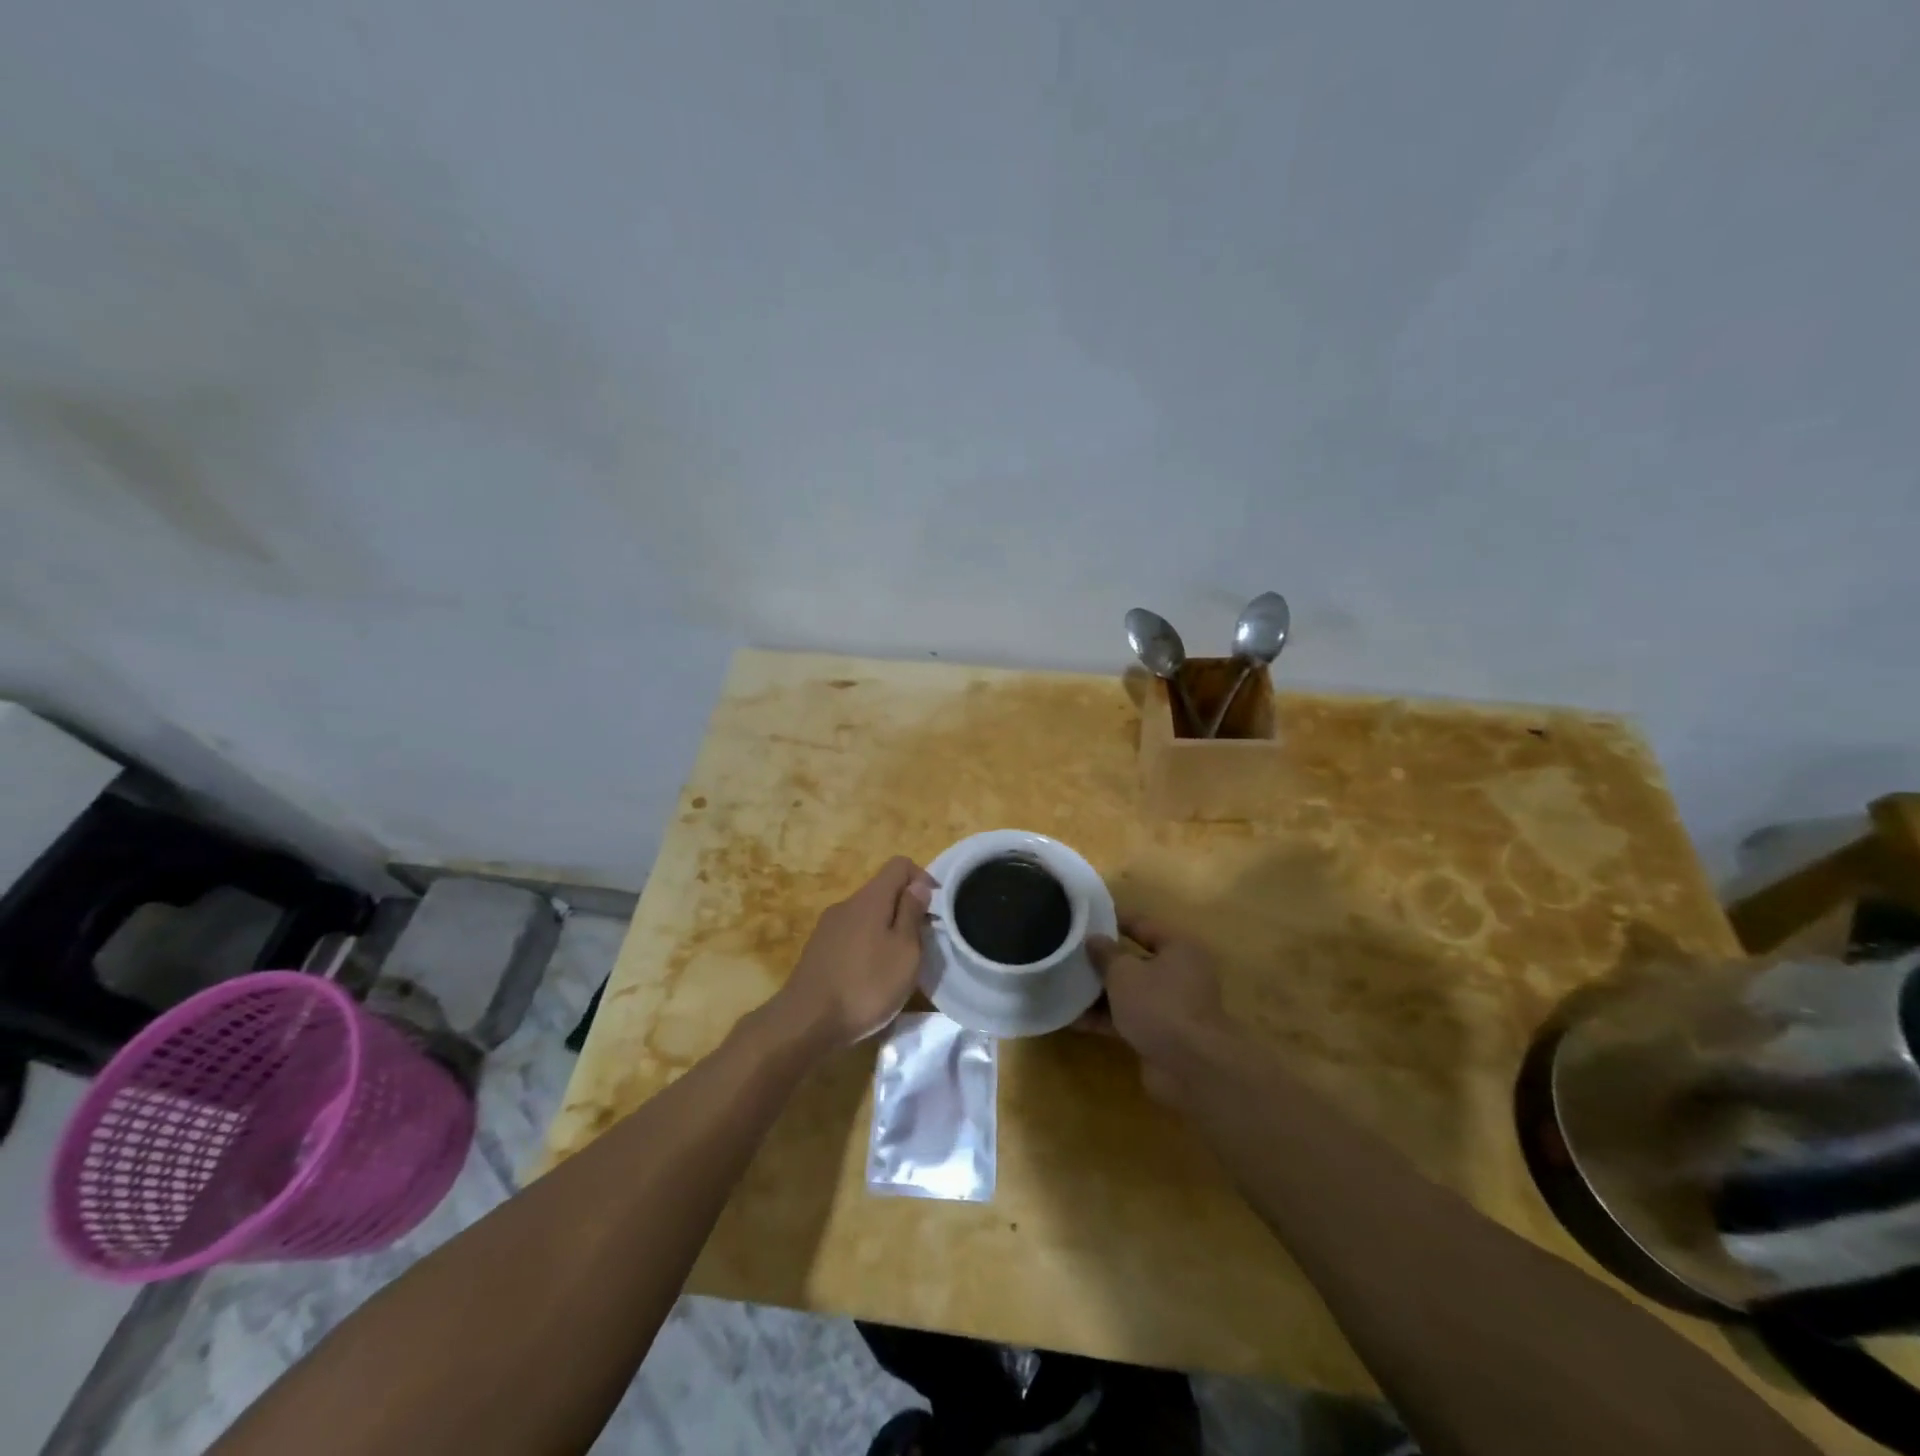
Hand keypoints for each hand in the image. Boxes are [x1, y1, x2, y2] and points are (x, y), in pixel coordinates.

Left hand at [768, 856, 935, 1051]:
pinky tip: (869, 978)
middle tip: (920, 944)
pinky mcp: (817, 950)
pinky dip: (867, 947)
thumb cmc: (866, 985)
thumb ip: (912, 913)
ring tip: (897, 965)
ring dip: (886, 931)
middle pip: (882, 891)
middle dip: (905, 910)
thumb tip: (918, 885)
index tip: (935, 910)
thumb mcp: (904, 951)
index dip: (922, 879)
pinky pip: (851, 936)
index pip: (899, 865)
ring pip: (867, 916)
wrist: (805, 1023)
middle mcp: (846, 904)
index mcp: (870, 898)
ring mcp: (827, 927)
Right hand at [1084, 916, 1237, 1102]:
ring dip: (1100, 993)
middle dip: (1103, 961)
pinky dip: (1105, 1018)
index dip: (1114, 920)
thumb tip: (1094, 939)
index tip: (1086, 918)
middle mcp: (1179, 974)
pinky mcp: (1161, 1034)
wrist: (1189, 1067)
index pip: (1142, 925)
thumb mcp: (1124, 972)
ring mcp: (1171, 1007)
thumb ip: (1106, 954)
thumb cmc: (1159, 1004)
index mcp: (1179, 948)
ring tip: (1064, 986)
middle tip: (1070, 954)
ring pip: (1130, 992)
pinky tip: (1073, 1020)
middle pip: (1135, 961)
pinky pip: (1128, 1019)